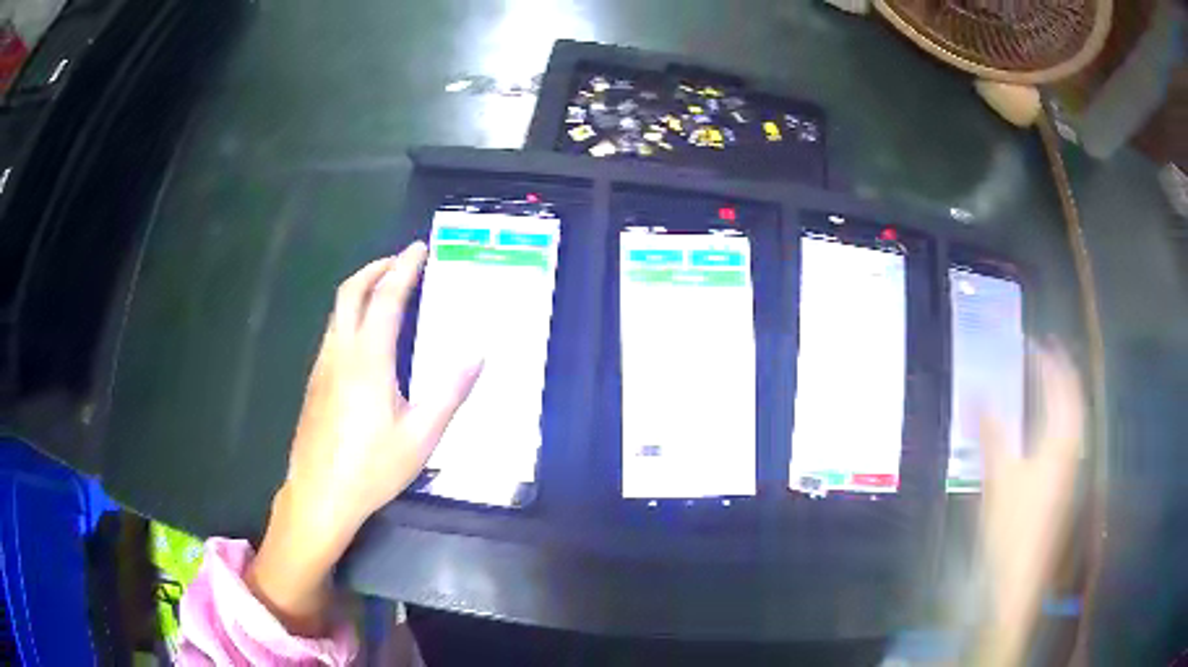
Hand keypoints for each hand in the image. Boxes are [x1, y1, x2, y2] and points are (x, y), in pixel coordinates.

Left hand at [246, 242, 481, 634]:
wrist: (320, 495)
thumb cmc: (372, 469)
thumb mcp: (421, 437)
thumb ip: (449, 392)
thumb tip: (477, 353)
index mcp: (369, 360)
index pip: (387, 298)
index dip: (404, 268)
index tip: (419, 248)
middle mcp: (341, 352)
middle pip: (351, 291)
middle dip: (376, 267)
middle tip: (401, 261)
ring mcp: (322, 366)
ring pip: (338, 310)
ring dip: (361, 289)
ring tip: (387, 290)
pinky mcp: (314, 382)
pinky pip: (333, 331)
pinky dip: (351, 314)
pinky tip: (365, 336)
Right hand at [975, 342, 1083, 664]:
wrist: (1018, 578)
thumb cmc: (1010, 527)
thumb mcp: (997, 479)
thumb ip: (991, 434)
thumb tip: (978, 394)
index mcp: (1059, 443)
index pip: (1060, 390)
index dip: (1049, 362)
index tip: (1035, 342)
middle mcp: (1071, 450)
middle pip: (1074, 401)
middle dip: (1063, 372)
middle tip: (1048, 351)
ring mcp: (1069, 470)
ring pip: (1073, 419)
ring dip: (1064, 394)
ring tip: (1050, 379)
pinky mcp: (1062, 485)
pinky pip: (1068, 437)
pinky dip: (1060, 418)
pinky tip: (1048, 425)